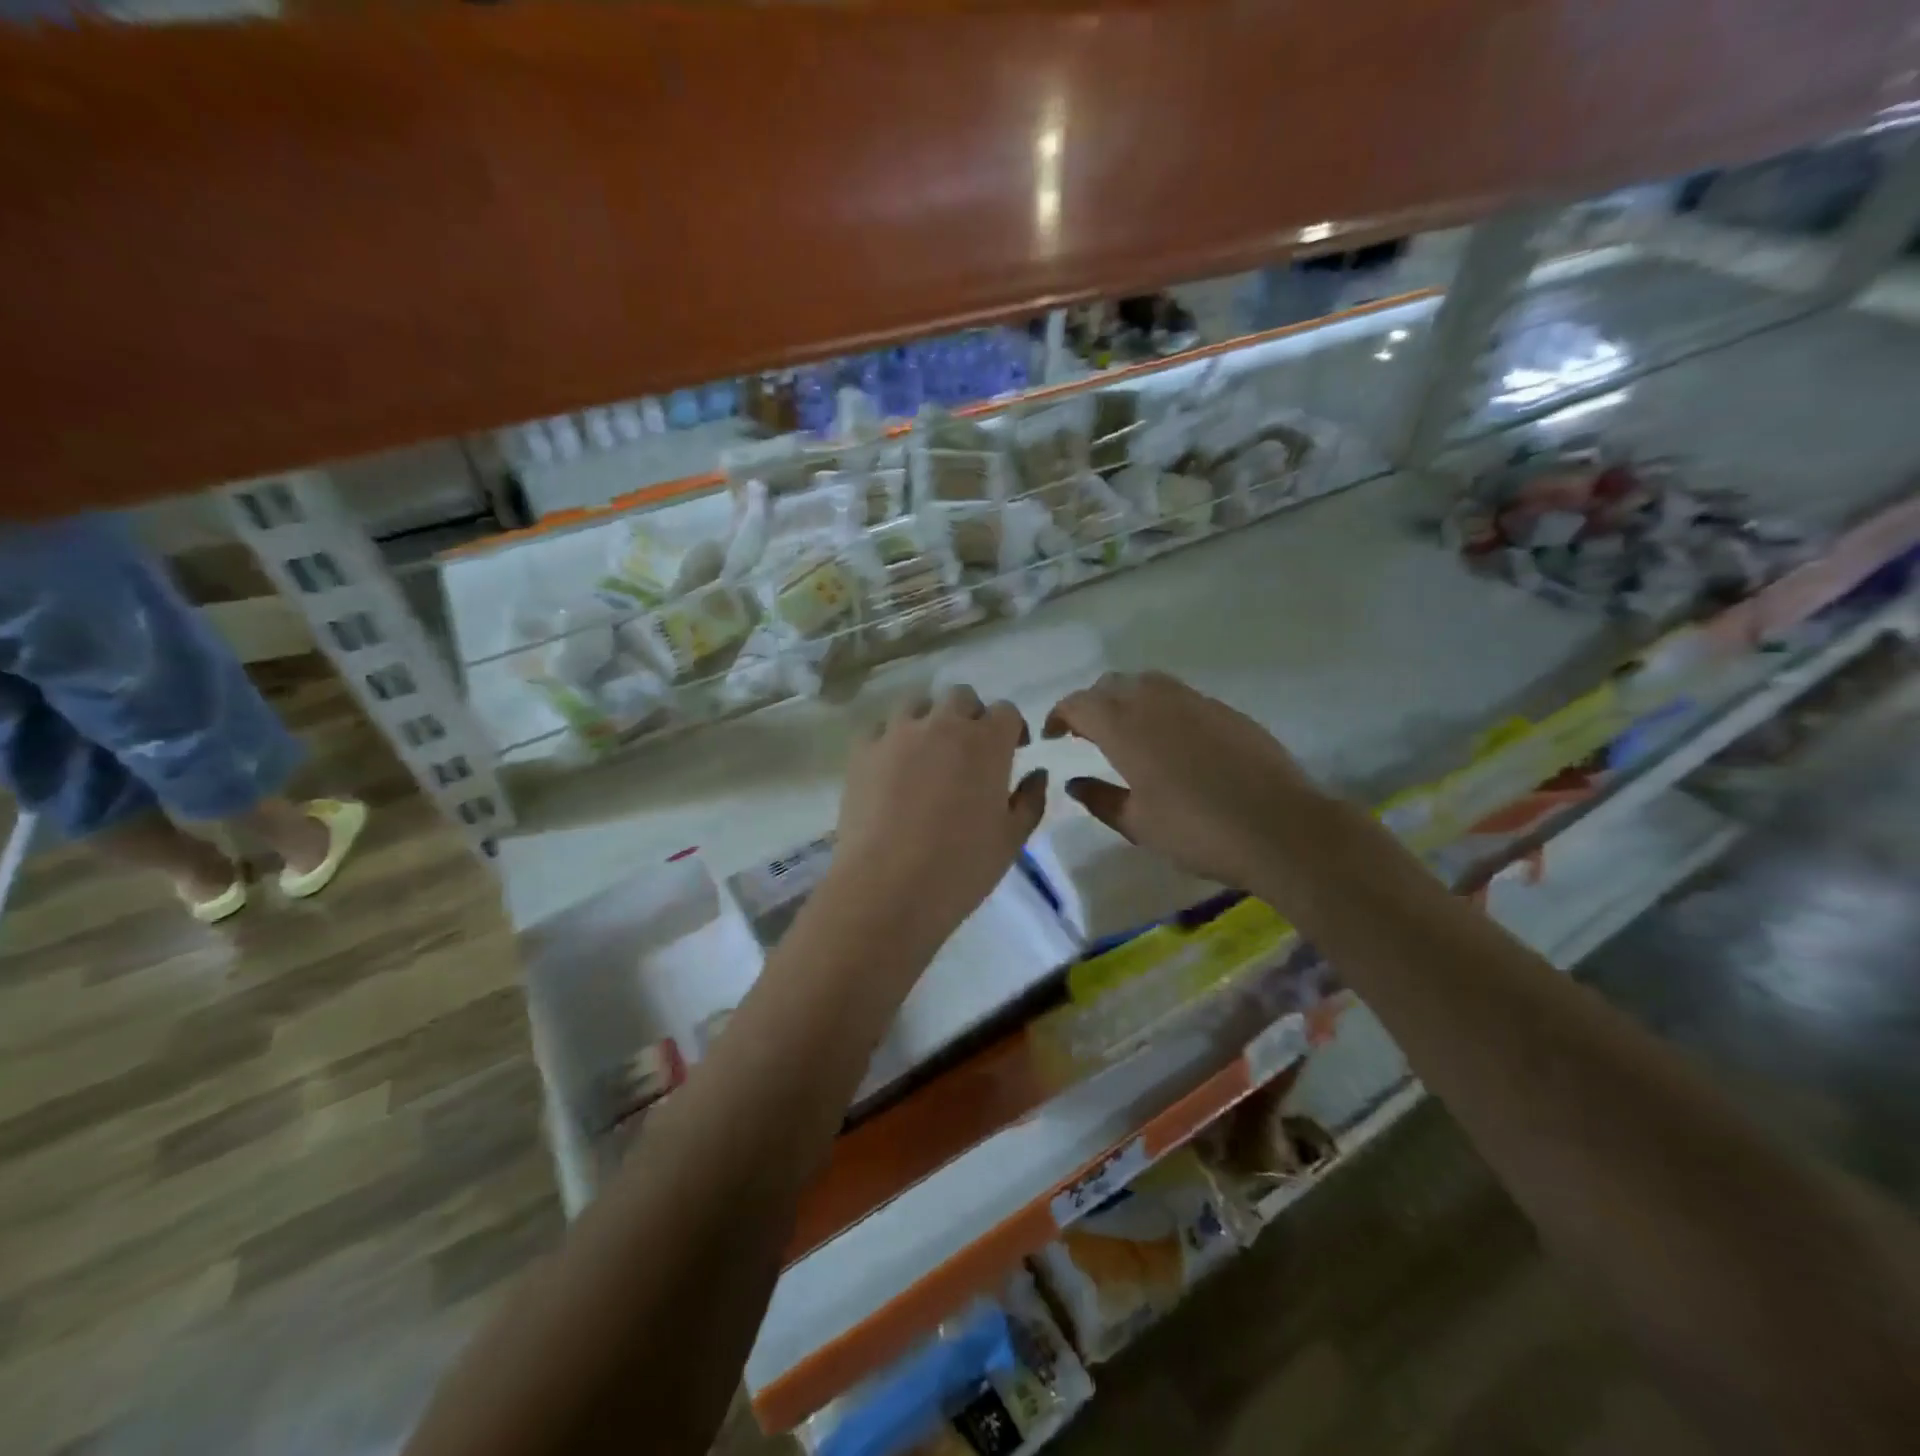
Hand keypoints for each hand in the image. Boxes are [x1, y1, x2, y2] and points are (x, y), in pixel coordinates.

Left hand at [827, 686, 1046, 953]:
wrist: (886, 888)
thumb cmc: (960, 868)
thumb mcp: (1011, 840)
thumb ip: (1030, 800)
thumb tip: (1037, 774)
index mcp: (986, 742)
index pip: (1006, 712)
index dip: (1012, 729)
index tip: (1013, 752)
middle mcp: (942, 725)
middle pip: (961, 697)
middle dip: (971, 716)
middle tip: (971, 752)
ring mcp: (897, 734)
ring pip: (917, 704)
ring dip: (930, 720)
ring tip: (929, 755)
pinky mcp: (862, 751)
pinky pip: (880, 729)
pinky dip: (892, 740)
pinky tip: (892, 769)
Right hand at [1044, 671, 1330, 890]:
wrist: (1280, 828)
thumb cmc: (1197, 831)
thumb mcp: (1138, 824)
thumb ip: (1100, 798)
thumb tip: (1074, 783)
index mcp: (1125, 728)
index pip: (1078, 703)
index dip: (1059, 715)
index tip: (1053, 736)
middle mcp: (1155, 702)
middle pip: (1110, 684)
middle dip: (1090, 703)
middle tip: (1085, 734)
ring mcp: (1194, 700)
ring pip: (1146, 682)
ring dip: (1125, 698)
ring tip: (1125, 731)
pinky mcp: (1224, 709)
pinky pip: (1178, 695)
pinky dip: (1159, 706)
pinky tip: (1169, 739)